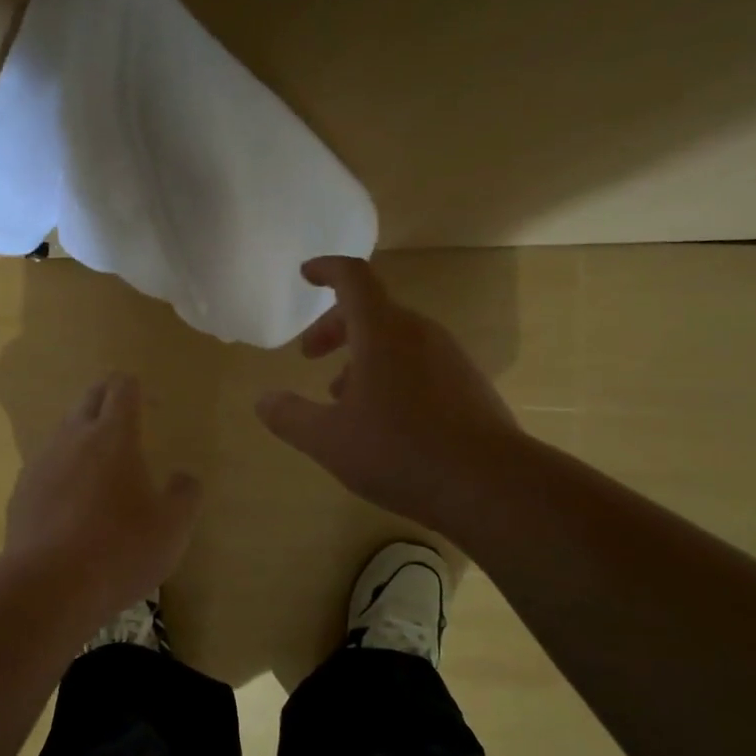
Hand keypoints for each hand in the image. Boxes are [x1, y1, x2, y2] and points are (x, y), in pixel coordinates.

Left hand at [4, 373, 202, 615]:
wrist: (49, 586)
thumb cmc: (120, 549)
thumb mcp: (172, 528)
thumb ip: (184, 495)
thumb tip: (184, 478)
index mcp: (113, 435)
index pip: (121, 388)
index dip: (135, 388)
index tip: (148, 403)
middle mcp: (74, 437)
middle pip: (88, 398)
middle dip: (107, 398)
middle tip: (124, 417)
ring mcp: (42, 462)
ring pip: (63, 430)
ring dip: (82, 434)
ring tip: (99, 462)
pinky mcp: (22, 491)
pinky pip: (46, 466)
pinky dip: (62, 470)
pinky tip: (71, 500)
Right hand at [256, 257, 520, 528]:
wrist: (491, 486)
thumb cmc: (400, 451)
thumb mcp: (328, 440)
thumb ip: (289, 417)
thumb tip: (263, 401)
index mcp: (383, 331)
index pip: (353, 278)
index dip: (326, 269)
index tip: (306, 274)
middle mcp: (419, 334)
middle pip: (372, 310)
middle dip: (334, 326)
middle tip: (309, 355)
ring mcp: (450, 359)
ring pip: (396, 339)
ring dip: (362, 355)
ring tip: (341, 396)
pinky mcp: (468, 386)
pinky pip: (419, 363)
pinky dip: (390, 373)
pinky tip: (383, 419)